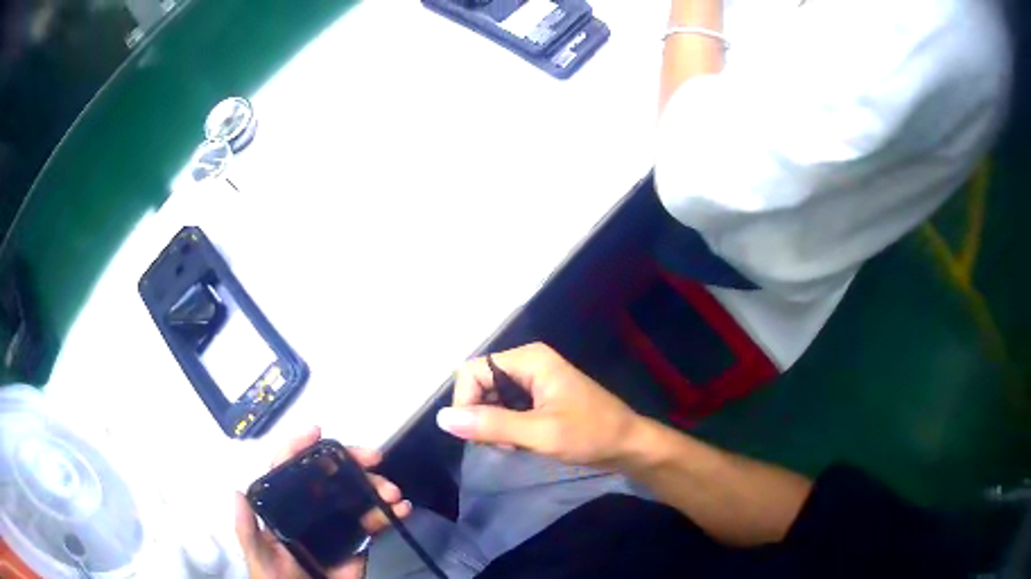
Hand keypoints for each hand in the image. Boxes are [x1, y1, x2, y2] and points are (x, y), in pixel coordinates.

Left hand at [234, 426, 412, 578]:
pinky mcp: (356, 540)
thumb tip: (235, 493)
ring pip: (355, 494)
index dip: (300, 447)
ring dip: (376, 487)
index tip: (317, 432)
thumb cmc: (277, 578)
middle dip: (351, 461)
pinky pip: (374, 521)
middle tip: (373, 457)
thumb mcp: (259, 556)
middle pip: (329, 475)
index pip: (287, 468)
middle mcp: (310, 507)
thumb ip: (248, 530)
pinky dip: (390, 513)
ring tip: (392, 492)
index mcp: (283, 506)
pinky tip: (402, 509)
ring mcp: (335, 522)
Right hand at [437, 342, 643, 469]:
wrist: (629, 445)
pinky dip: (505, 427)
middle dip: (481, 416)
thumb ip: (492, 425)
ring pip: (490, 398)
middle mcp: (527, 362)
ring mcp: (533, 379)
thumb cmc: (591, 434)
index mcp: (529, 359)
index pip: (471, 372)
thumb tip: (442, 419)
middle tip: (501, 444)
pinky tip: (520, 442)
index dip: (465, 403)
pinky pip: (505, 407)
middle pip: (479, 384)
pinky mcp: (537, 396)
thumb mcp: (540, 433)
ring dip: (493, 424)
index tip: (476, 436)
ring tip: (513, 445)